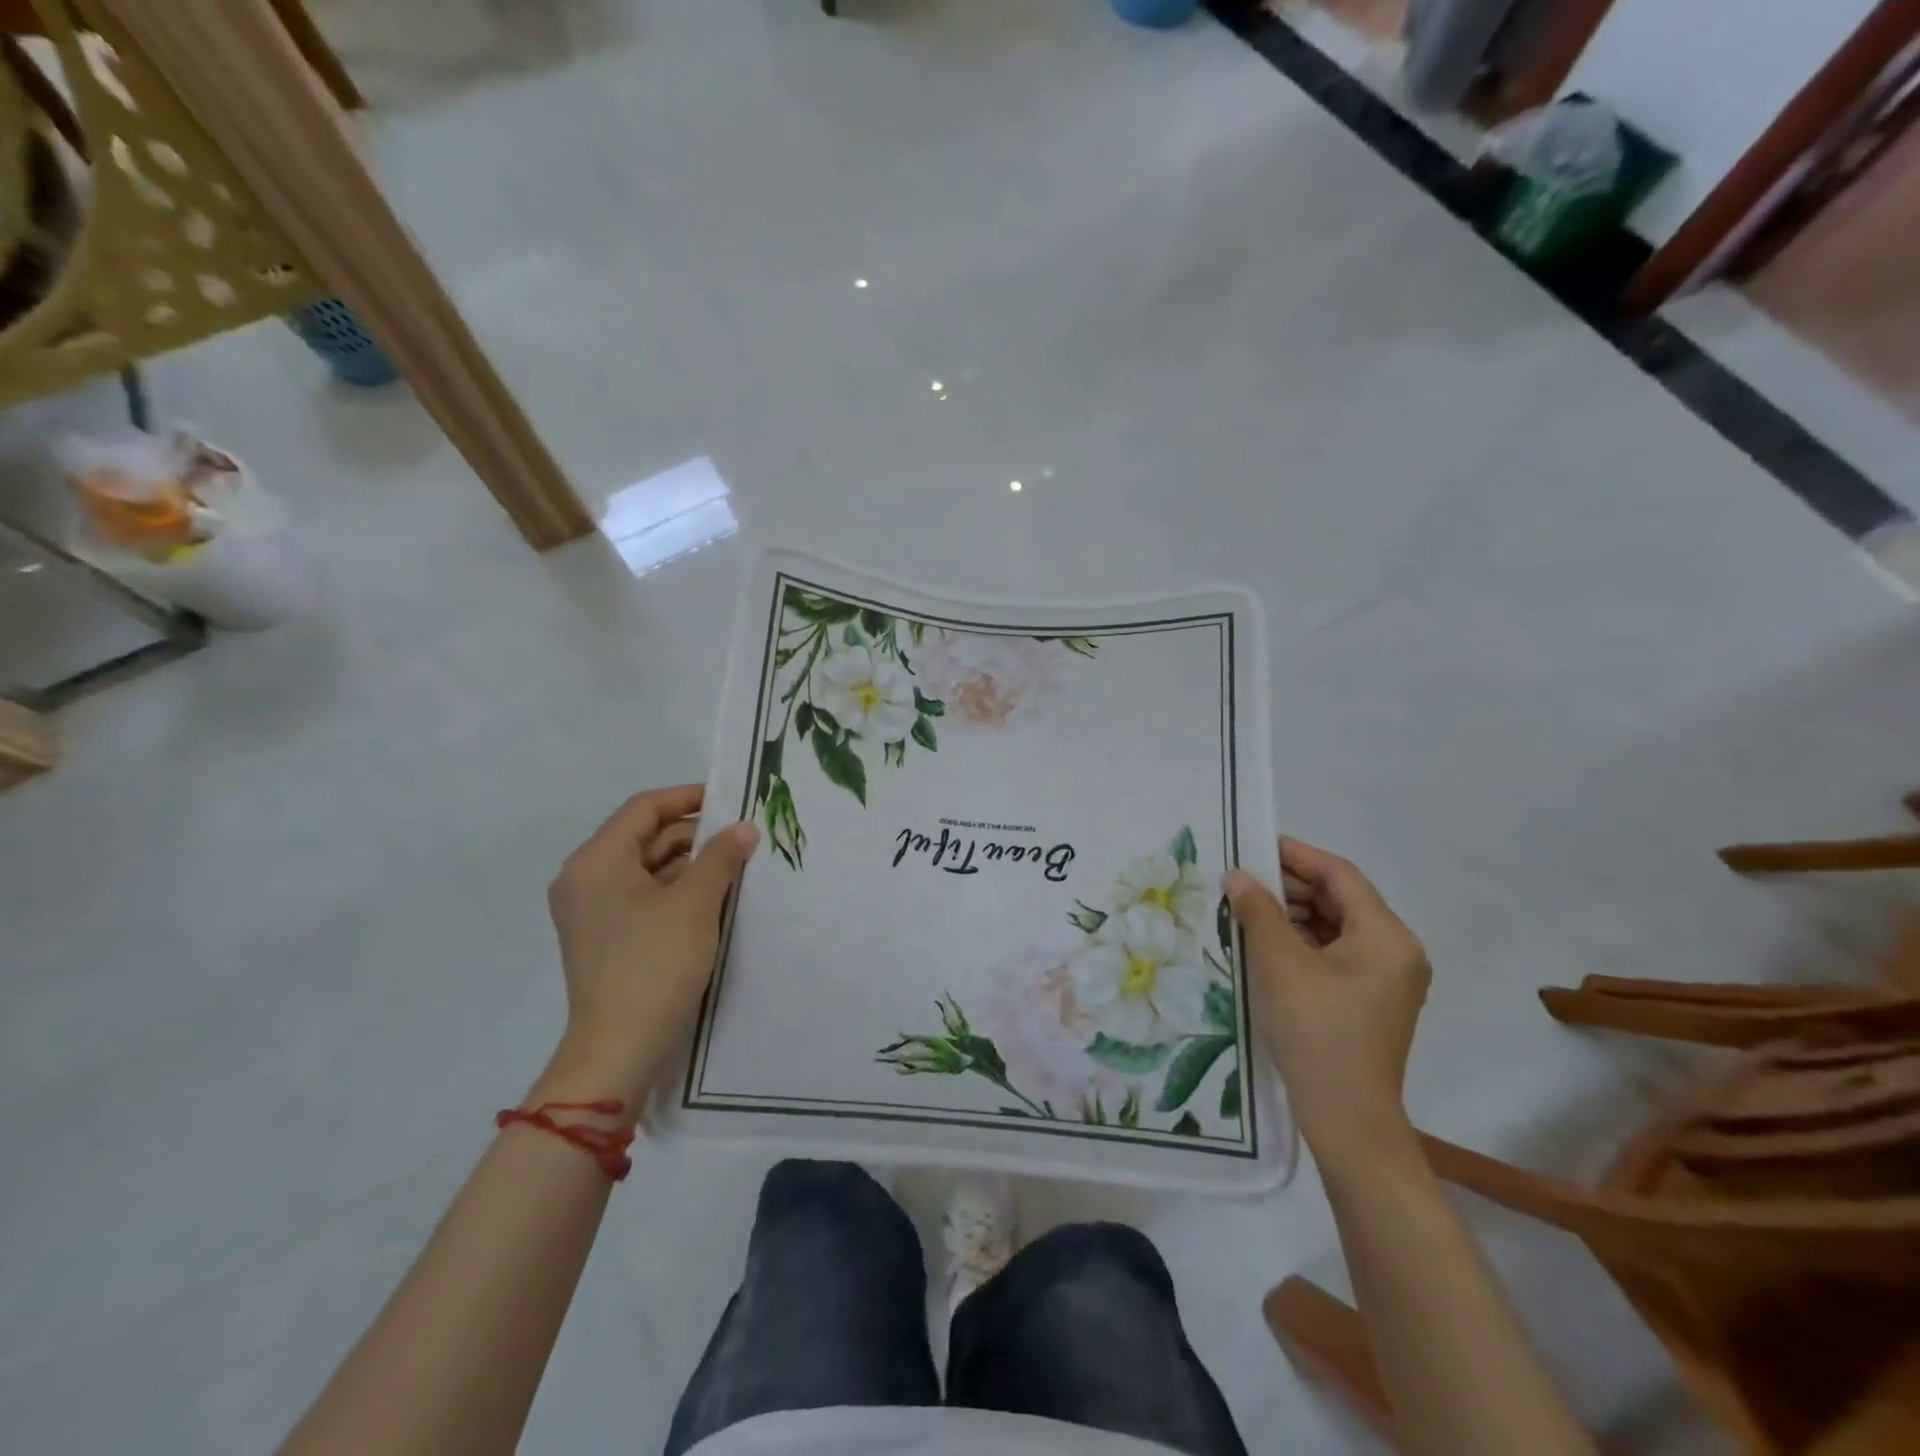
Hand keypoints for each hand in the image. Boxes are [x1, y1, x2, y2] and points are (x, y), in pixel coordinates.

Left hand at [535, 785, 758, 1115]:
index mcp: (597, 860)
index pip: (645, 808)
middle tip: (742, 839)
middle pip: (645, 837)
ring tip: (735, 868)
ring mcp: (591, 911)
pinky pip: (642, 897)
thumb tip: (744, 827)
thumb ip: (721, 857)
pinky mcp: (603, 937)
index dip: (689, 798)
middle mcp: (585, 878)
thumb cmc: (655, 965)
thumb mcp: (696, 904)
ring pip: (646, 869)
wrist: (619, 1049)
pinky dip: (675, 891)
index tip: (731, 802)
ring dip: (690, 865)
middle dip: (695, 836)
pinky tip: (713, 900)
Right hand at [1225, 838, 1429, 1170]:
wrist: (1346, 1118)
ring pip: (1335, 927)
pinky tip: (1264, 943)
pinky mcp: (1370, 1000)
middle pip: (1340, 900)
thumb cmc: (1316, 1031)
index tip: (1256, 844)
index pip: (1341, 875)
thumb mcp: (1280, 964)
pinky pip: (1334, 953)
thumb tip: (1238, 875)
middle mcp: (1396, 951)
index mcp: (1387, 936)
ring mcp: (1386, 978)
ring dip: (1292, 914)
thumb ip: (1259, 911)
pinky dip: (1301, 942)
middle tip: (1242, 880)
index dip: (1297, 855)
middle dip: (1290, 887)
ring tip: (1246, 910)